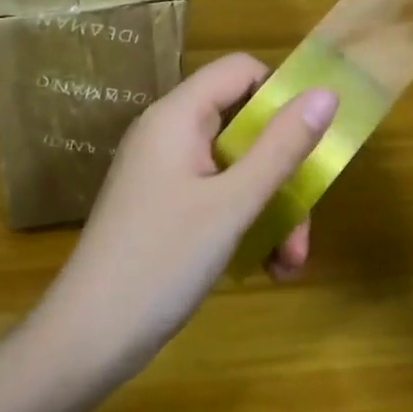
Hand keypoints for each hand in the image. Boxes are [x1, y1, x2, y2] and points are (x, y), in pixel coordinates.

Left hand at [33, 53, 336, 380]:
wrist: (86, 340)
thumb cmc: (161, 261)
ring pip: (236, 168)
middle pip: (244, 126)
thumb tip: (326, 93)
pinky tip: (265, 268)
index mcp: (177, 116)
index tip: (314, 138)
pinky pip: (216, 197)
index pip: (240, 71)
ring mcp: (164, 173)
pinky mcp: (163, 208)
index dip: (281, 94)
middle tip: (304, 228)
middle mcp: (168, 134)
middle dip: (283, 173)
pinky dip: (244, 224)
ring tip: (288, 264)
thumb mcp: (233, 204)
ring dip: (271, 209)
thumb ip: (282, 147)